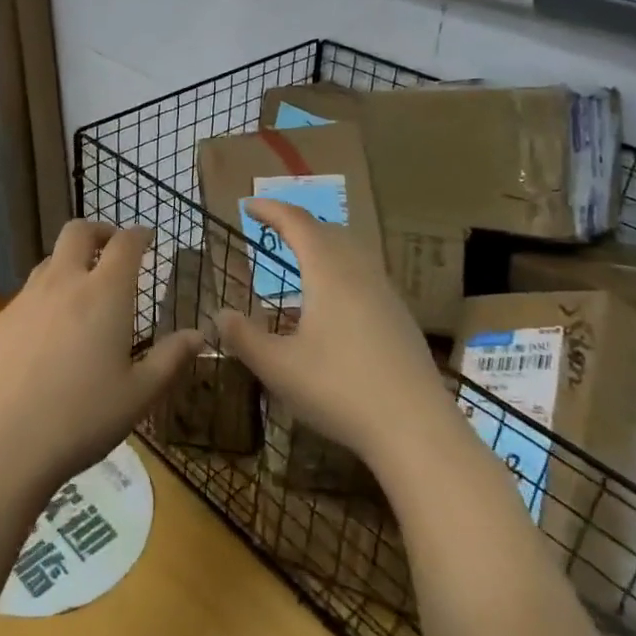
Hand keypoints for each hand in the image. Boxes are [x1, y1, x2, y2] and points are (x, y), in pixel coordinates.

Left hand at [0, 221, 198, 502]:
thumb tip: (199, 334)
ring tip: (82, 292)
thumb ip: (171, 359)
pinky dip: (44, 298)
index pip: (125, 243)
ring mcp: (24, 300)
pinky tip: (46, 336)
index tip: (147, 237)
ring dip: (69, 263)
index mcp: (103, 294)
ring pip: (49, 261)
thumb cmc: (82, 419)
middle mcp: (62, 283)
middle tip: (112, 248)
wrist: (0, 445)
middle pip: (78, 231)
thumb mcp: (139, 395)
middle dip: (99, 231)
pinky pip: (26, 296)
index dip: (138, 234)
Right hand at [219, 199, 450, 477]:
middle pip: (329, 231)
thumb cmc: (339, 390)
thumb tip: (220, 314)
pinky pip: (365, 276)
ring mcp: (386, 295)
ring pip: (352, 253)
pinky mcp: (400, 320)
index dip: (272, 210)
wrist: (416, 430)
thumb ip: (243, 337)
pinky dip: (340, 271)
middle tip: (273, 228)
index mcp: (329, 272)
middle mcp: (361, 273)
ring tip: (300, 260)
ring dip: (323, 246)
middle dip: (298, 224)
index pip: (298, 223)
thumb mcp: (278, 367)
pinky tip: (331, 304)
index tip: (250, 205)